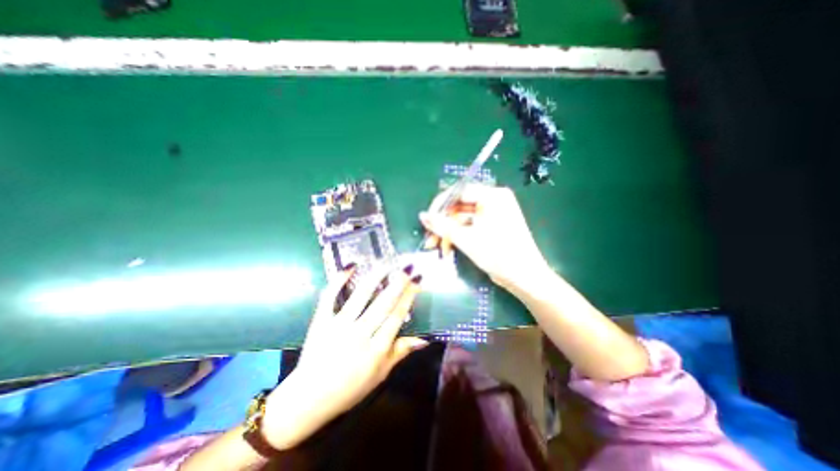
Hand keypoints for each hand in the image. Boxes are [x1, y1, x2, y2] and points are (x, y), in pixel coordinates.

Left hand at [261, 265, 426, 447]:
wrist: (308, 399)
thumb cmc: (349, 389)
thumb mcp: (380, 375)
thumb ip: (400, 352)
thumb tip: (424, 339)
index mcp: (376, 350)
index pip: (396, 317)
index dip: (409, 297)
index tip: (417, 281)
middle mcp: (359, 334)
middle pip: (382, 304)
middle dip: (398, 283)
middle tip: (407, 267)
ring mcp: (337, 326)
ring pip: (360, 296)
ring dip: (375, 277)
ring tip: (386, 262)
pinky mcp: (320, 321)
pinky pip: (329, 296)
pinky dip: (339, 280)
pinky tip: (351, 266)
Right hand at [420, 185, 551, 290]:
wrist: (524, 278)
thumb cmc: (498, 254)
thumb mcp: (466, 239)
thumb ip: (442, 225)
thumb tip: (422, 215)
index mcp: (492, 196)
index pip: (459, 192)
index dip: (440, 205)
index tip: (427, 219)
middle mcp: (493, 201)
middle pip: (460, 207)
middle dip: (443, 223)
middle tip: (430, 237)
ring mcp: (493, 214)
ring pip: (463, 218)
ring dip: (449, 232)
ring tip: (436, 247)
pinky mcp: (492, 226)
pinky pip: (470, 226)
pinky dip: (458, 236)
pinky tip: (448, 247)